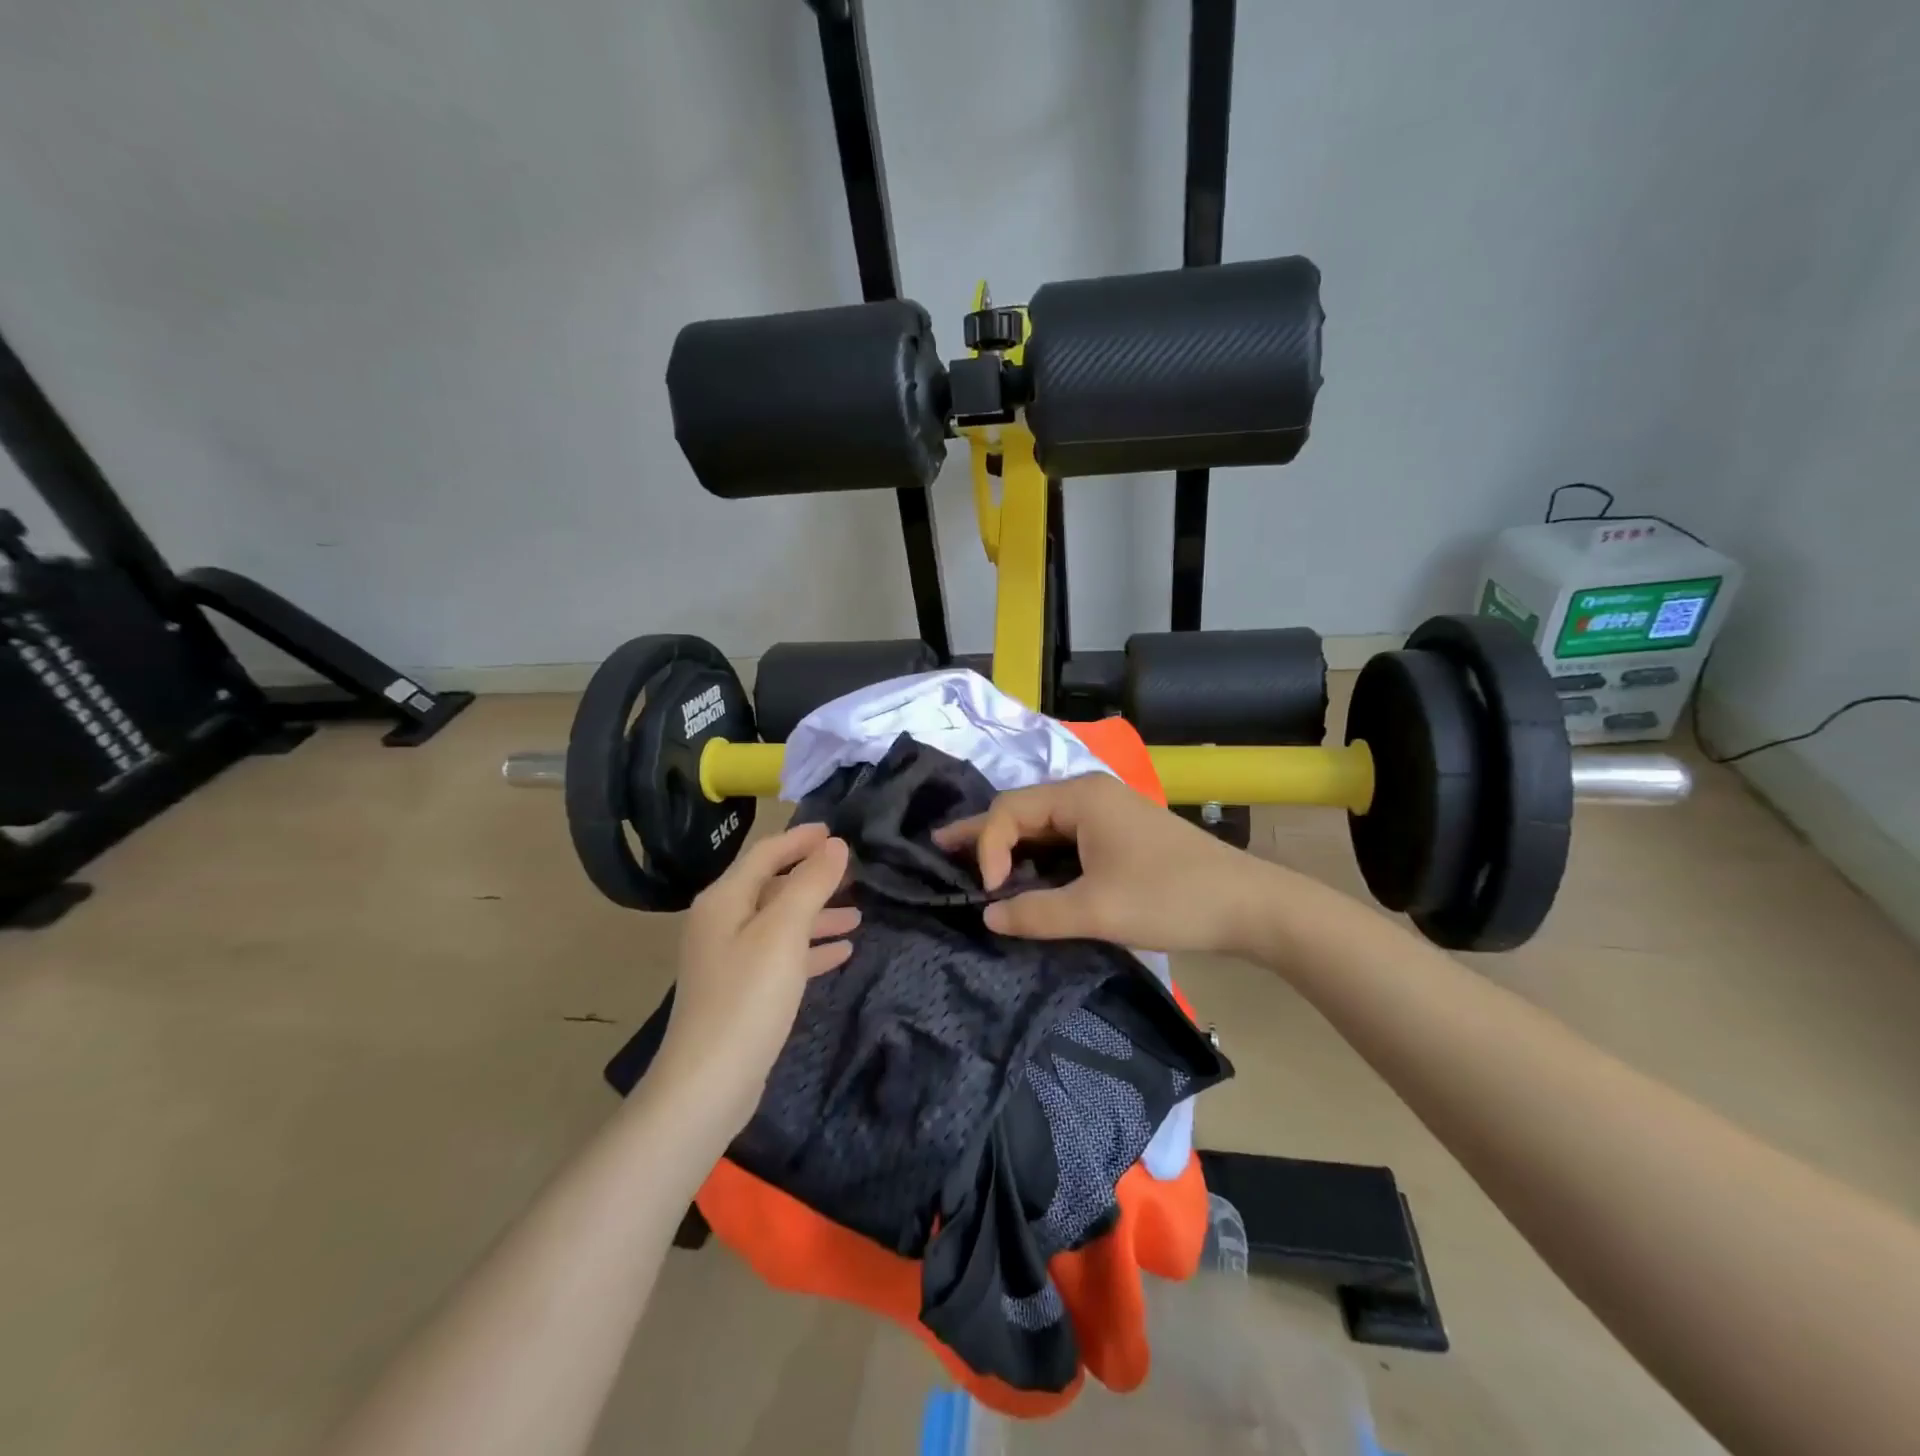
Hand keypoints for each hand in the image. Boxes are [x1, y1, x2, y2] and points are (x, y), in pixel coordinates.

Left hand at [654, 822, 857, 1132]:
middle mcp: (722, 923)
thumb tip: (835, 845)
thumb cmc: (747, 997)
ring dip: (817, 916)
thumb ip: (811, 883)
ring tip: (857, 916)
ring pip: (780, 923)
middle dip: (813, 879)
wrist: (708, 1083)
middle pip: (773, 887)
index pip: (765, 854)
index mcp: (725, 900)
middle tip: (853, 874)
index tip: (836, 831)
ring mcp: (730, 959)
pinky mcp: (741, 991)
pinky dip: (809, 949)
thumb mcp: (784, 932)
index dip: (800, 839)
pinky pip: (781, 956)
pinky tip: (841, 954)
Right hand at [934, 773, 1276, 954]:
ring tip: (971, 864)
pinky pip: (1064, 840)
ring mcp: (1106, 814)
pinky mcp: (1118, 836)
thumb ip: (1035, 913)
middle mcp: (1089, 795)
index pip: (1010, 811)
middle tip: (941, 850)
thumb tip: (988, 916)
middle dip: (984, 834)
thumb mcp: (1097, 910)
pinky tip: (1022, 875)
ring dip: (1010, 846)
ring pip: (1043, 826)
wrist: (1250, 906)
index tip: (988, 893)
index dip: (987, 847)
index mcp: (1081, 796)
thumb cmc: (1170, 897)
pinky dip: (1038, 856)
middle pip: (1022, 810)